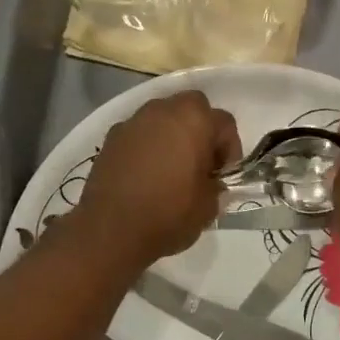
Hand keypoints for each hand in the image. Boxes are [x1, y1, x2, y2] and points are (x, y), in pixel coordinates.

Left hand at [71, 91, 239, 265]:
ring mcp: (132, 122)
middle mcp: (162, 110)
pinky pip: (138, 135)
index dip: (229, 150)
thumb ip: (215, 184)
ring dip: (171, 137)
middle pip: (191, 109)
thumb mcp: (209, 206)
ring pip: (161, 119)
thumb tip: (208, 181)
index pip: (224, 123)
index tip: (222, 176)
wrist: (111, 229)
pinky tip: (144, 175)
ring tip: (170, 170)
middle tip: (199, 165)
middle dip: (199, 132)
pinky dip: (146, 147)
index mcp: (194, 119)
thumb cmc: (168, 213)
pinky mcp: (110, 138)